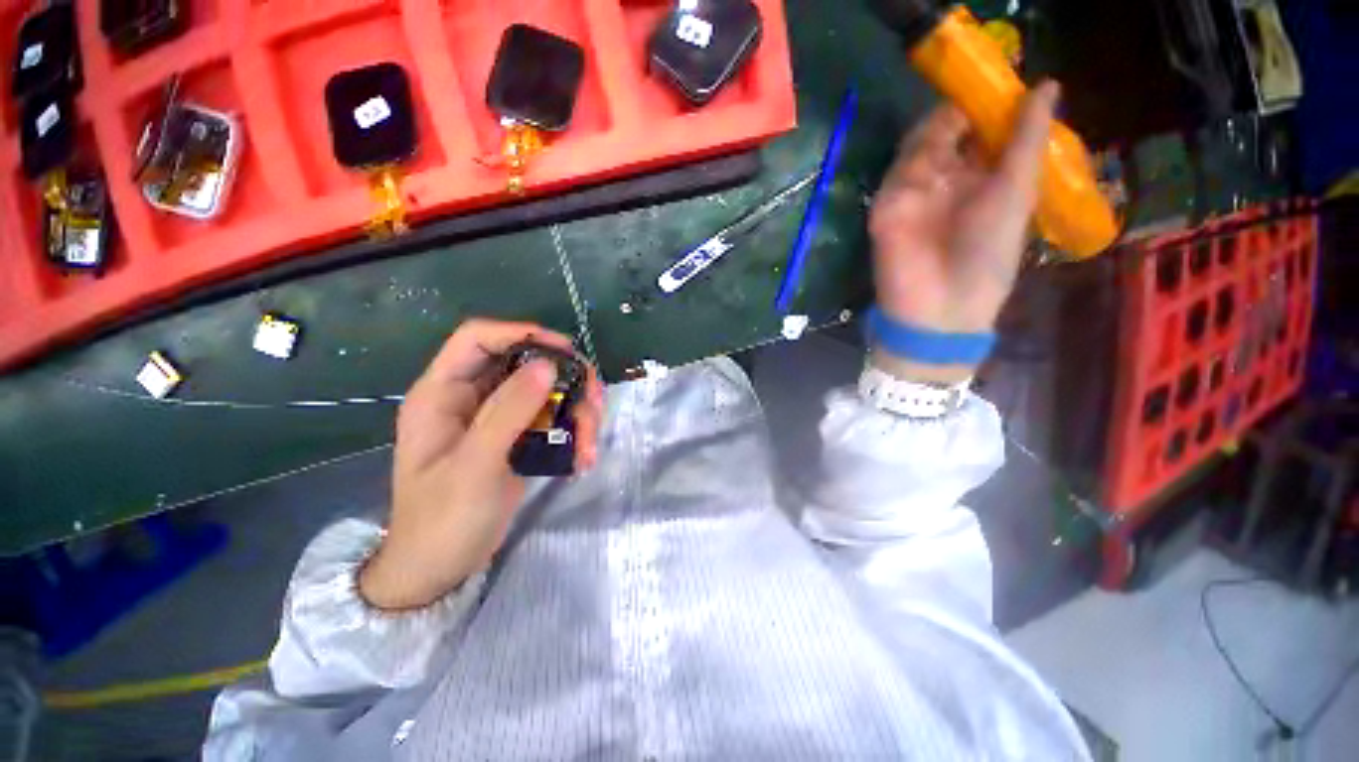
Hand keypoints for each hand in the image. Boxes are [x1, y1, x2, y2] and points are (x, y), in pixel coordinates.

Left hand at [359, 319, 604, 609]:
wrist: (442, 569)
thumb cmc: (442, 520)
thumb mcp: (474, 466)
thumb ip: (508, 413)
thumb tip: (548, 366)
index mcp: (443, 393)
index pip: (478, 338)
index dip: (521, 333)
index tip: (564, 351)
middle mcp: (472, 396)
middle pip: (526, 363)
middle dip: (566, 379)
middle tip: (596, 401)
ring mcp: (498, 417)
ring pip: (548, 391)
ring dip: (578, 411)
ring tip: (590, 446)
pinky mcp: (519, 436)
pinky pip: (554, 417)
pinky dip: (574, 431)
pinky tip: (582, 457)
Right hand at [867, 82, 1059, 383]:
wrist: (941, 310)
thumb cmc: (987, 258)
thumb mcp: (1016, 195)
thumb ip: (1025, 142)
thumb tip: (1048, 84)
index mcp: (980, 180)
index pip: (981, 131)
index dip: (991, 105)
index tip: (1002, 79)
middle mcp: (946, 182)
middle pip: (946, 131)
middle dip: (960, 110)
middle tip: (975, 92)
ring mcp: (913, 195)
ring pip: (919, 146)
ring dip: (937, 130)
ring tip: (956, 122)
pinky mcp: (886, 209)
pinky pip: (897, 173)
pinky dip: (914, 159)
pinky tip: (933, 155)